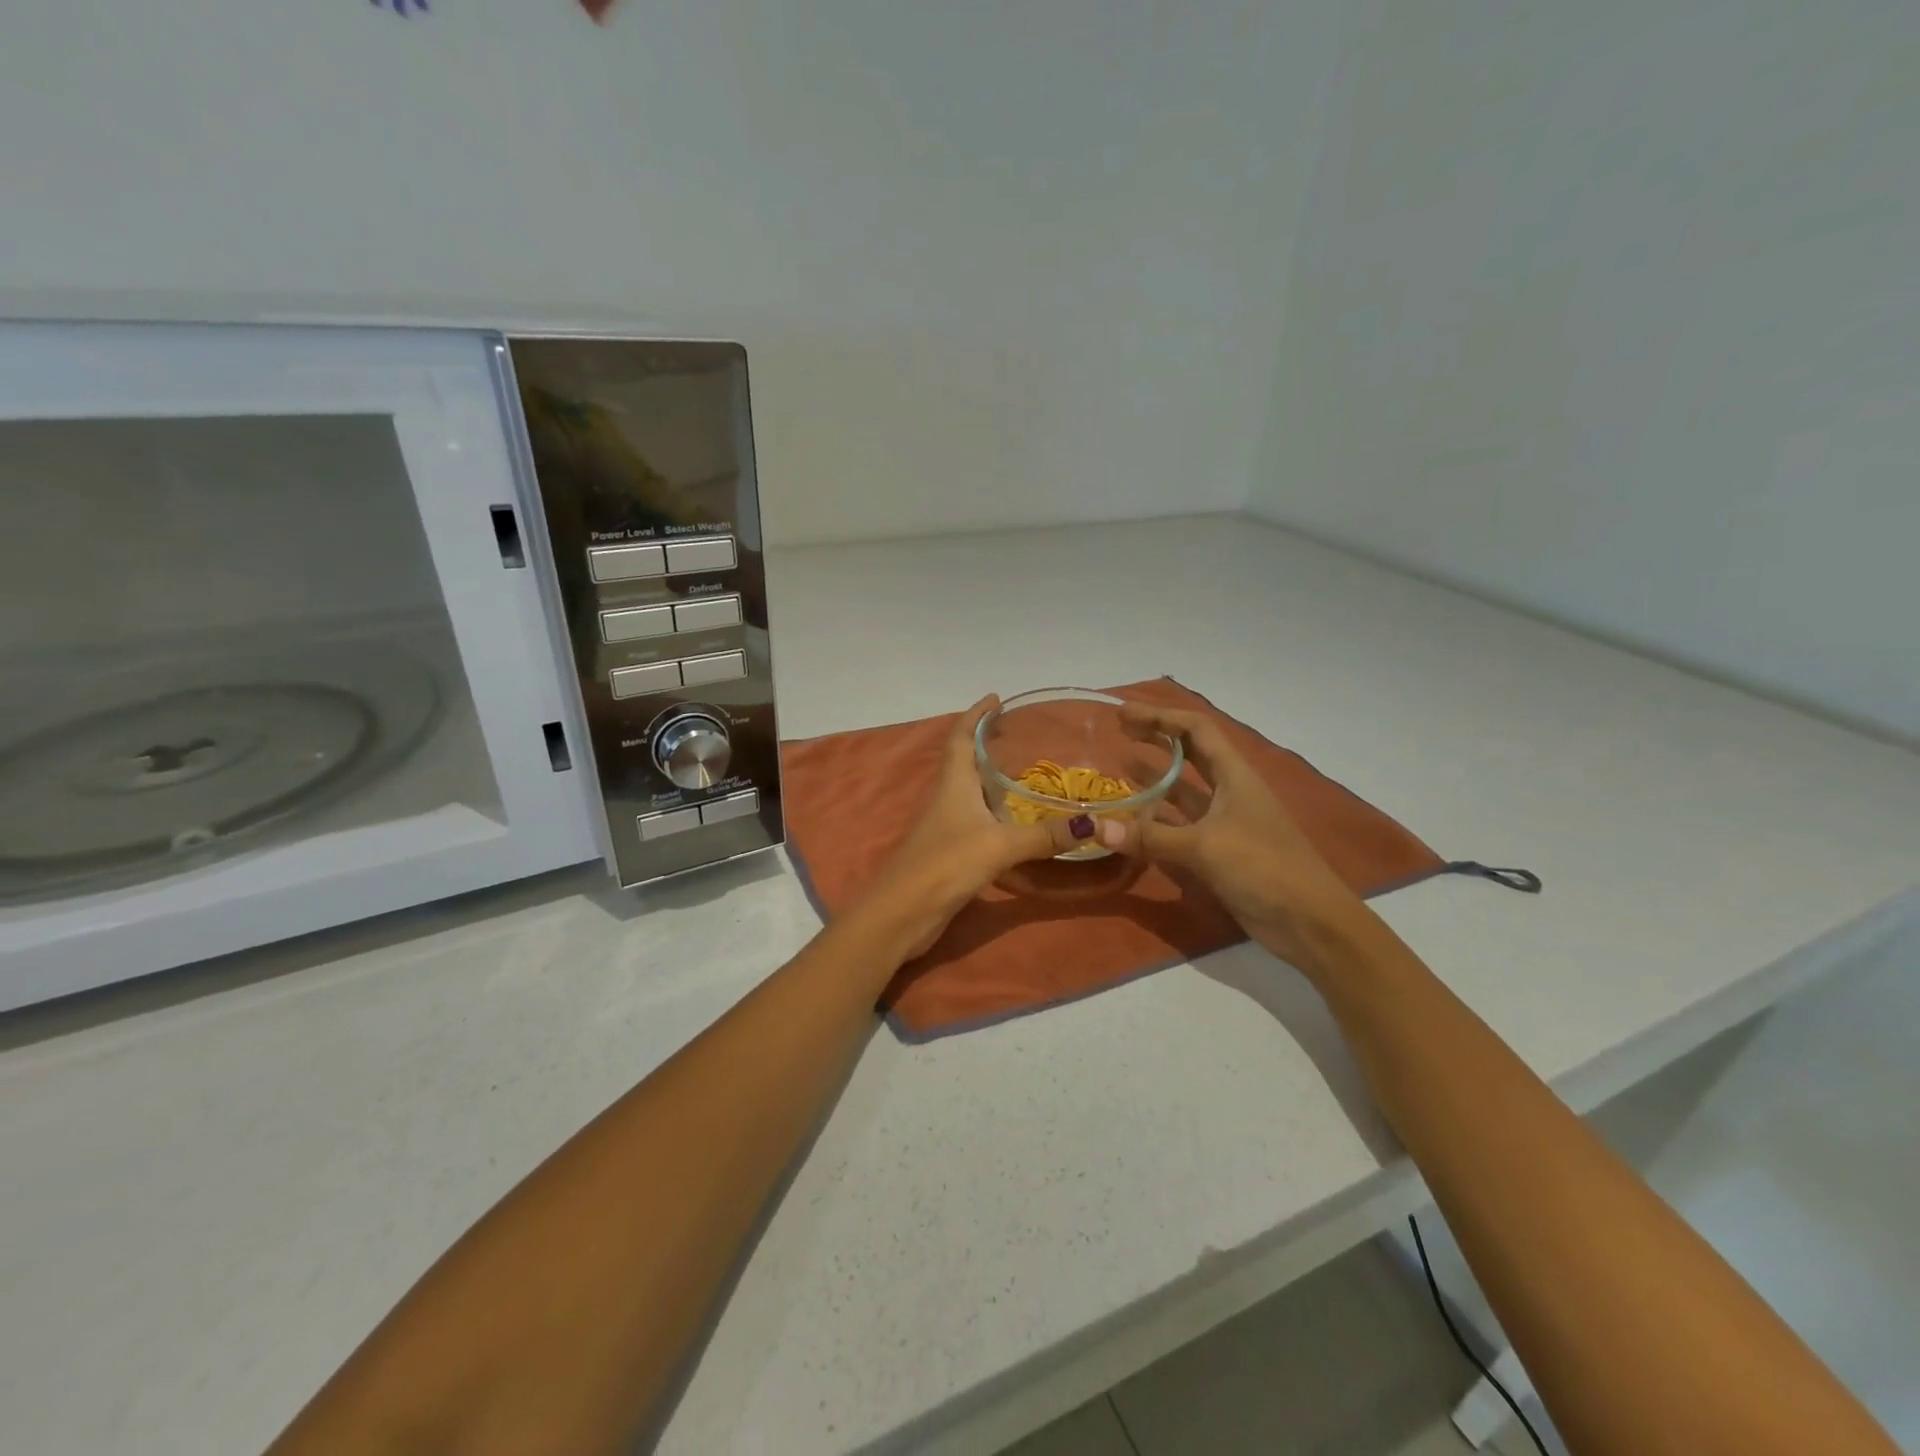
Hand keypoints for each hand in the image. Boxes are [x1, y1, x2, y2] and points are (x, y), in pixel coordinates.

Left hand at [864, 695, 1089, 958]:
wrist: (901, 915)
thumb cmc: (944, 866)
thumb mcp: (999, 846)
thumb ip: (1044, 836)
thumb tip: (1094, 824)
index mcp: (953, 785)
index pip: (961, 737)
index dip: (975, 715)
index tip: (995, 698)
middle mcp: (947, 798)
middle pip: (965, 761)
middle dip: (988, 743)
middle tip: (1022, 733)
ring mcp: (946, 826)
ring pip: (971, 791)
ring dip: (993, 777)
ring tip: (1027, 770)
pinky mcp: (951, 852)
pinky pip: (977, 820)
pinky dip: (996, 811)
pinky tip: (1017, 820)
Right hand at [1103, 704, 1369, 975]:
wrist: (1309, 922)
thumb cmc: (1263, 868)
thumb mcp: (1204, 848)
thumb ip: (1151, 838)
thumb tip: (1096, 828)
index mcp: (1234, 776)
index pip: (1196, 730)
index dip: (1161, 717)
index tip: (1124, 715)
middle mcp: (1230, 791)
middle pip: (1190, 754)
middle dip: (1156, 739)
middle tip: (1119, 732)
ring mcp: (1225, 822)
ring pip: (1184, 791)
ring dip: (1155, 779)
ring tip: (1119, 768)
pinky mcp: (1220, 852)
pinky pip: (1181, 826)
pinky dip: (1157, 820)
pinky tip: (1133, 822)